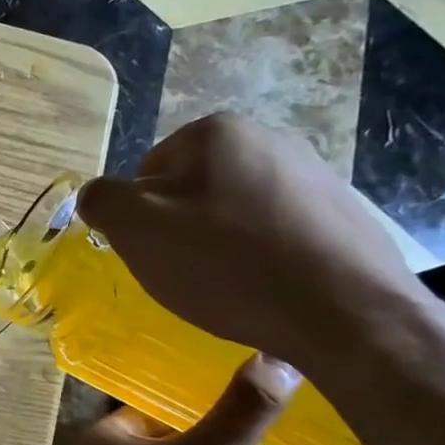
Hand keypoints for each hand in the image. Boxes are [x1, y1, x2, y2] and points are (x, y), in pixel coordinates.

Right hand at [75, 113, 427, 374]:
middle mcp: (269, 139)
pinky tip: (267, 290)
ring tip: (230, 286)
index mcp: (216, 132)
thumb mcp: (136, 229)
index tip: (155, 253)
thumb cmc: (226, 263)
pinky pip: (279, 234)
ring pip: (236, 212)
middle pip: (193, 190)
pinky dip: (263, 258)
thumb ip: (102, 200)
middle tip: (187, 273)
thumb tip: (98, 195)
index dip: (141, 217)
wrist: (346, 312)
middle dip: (182, 229)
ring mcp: (315, 175)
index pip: (147, 172)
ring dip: (222, 244)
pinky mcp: (344, 216)